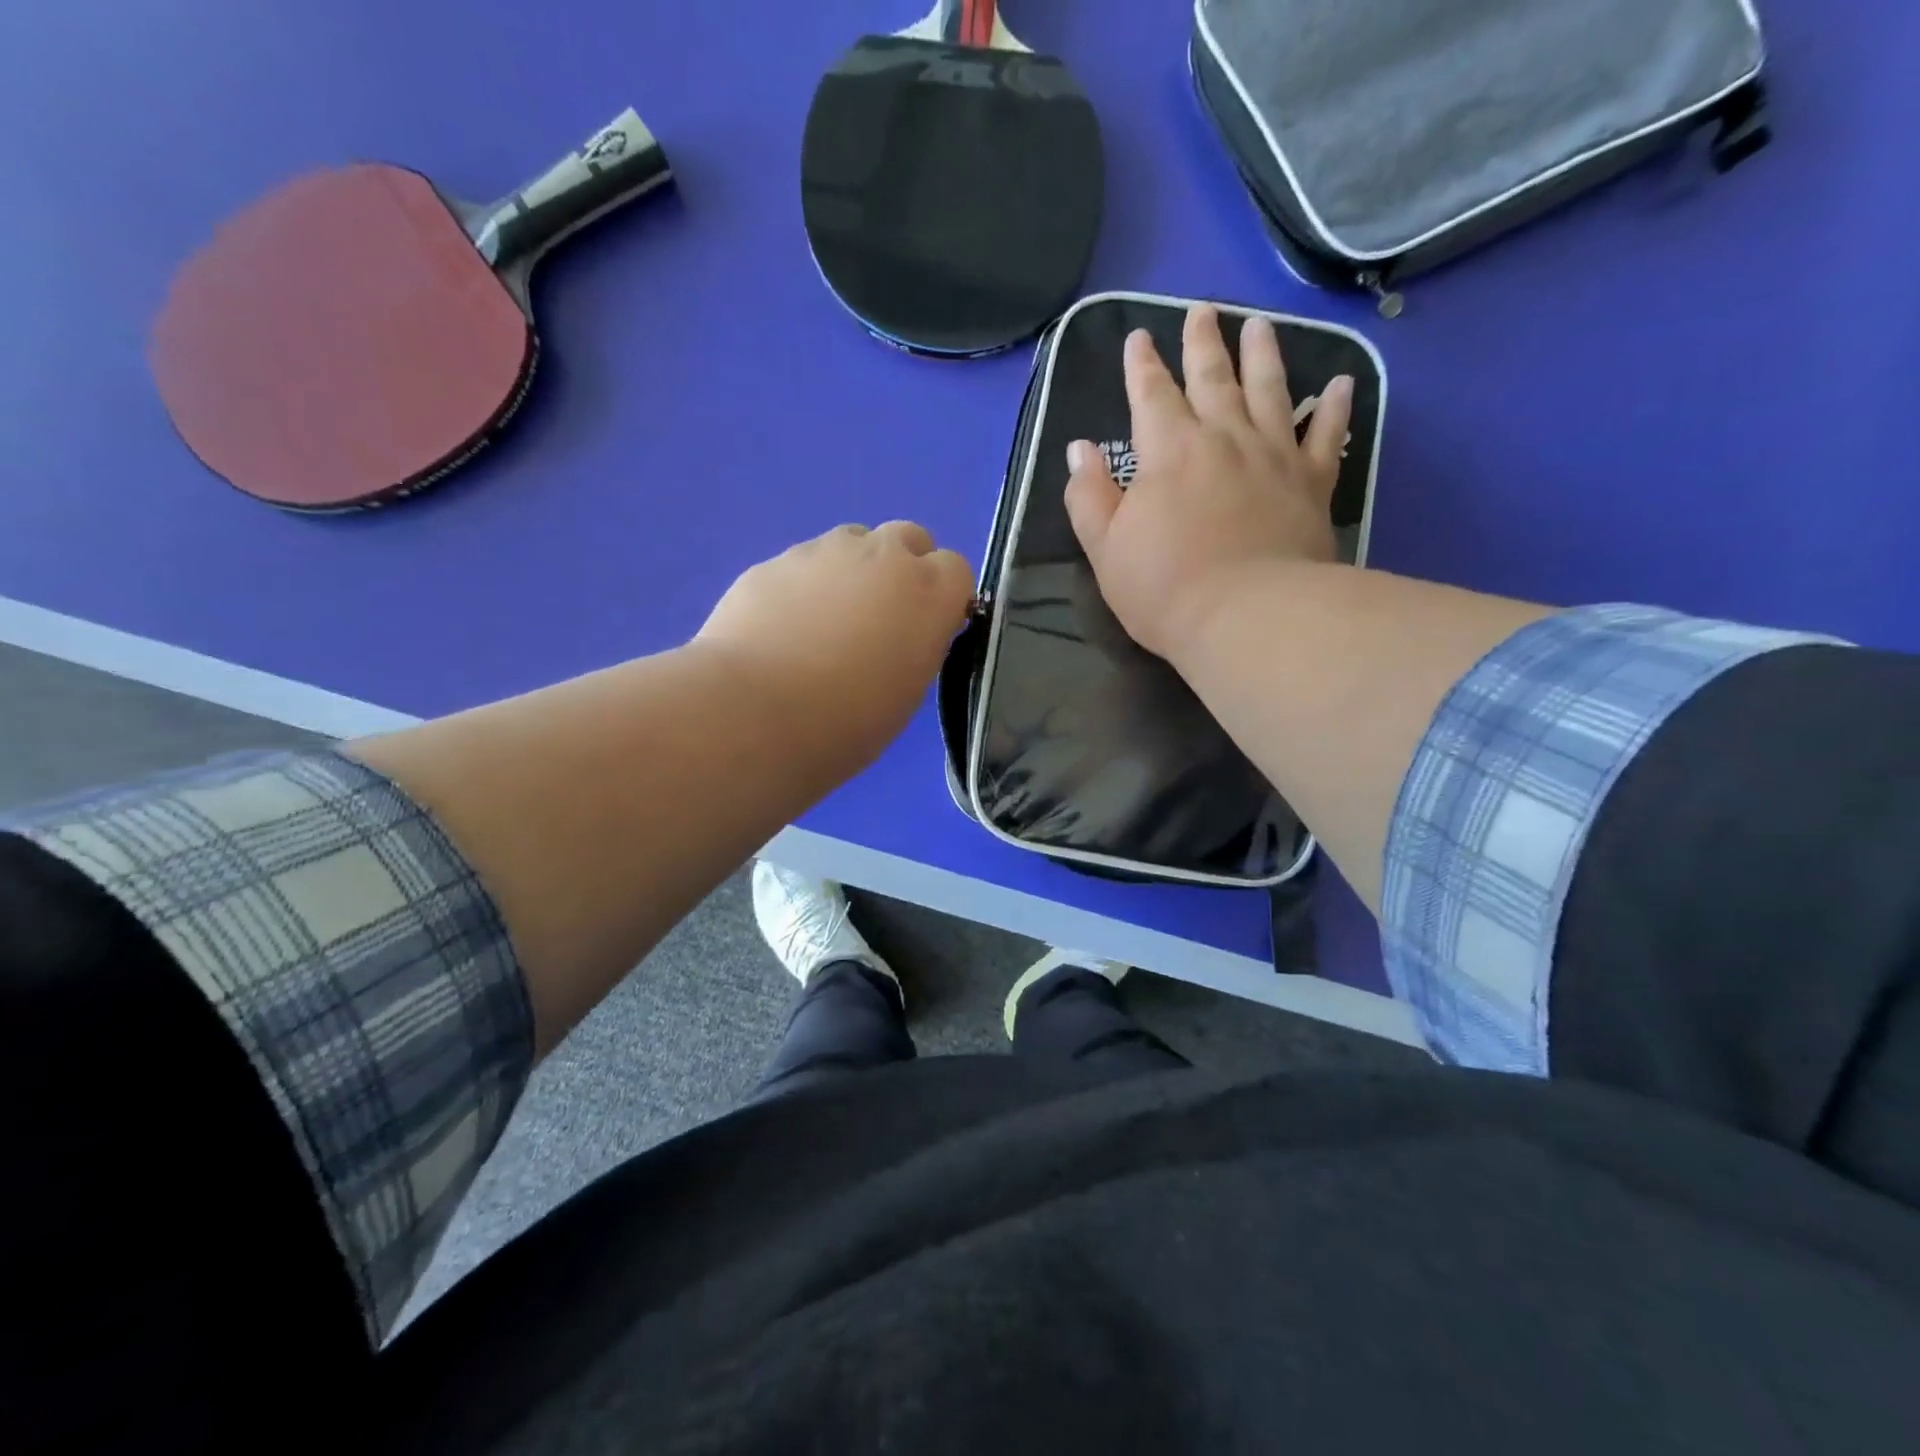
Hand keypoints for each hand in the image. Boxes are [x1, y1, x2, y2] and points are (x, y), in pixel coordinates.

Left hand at [696, 522, 974, 776]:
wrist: (756, 712)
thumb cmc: (848, 722)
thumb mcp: (907, 693)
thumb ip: (915, 647)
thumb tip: (902, 634)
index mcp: (929, 594)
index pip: (956, 570)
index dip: (943, 597)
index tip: (925, 629)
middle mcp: (883, 557)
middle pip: (908, 538)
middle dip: (902, 567)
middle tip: (880, 618)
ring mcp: (825, 552)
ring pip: (853, 543)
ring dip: (852, 571)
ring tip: (824, 624)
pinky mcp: (775, 561)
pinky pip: (802, 564)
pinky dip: (803, 588)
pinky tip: (781, 630)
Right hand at [1064, 305, 1352, 661]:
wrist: (1248, 617)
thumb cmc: (1165, 588)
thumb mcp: (1105, 549)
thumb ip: (1089, 496)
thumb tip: (1080, 450)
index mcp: (1169, 451)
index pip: (1151, 394)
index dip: (1142, 365)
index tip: (1139, 338)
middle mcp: (1224, 437)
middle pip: (1212, 377)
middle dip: (1203, 342)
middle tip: (1203, 309)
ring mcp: (1274, 455)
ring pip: (1270, 389)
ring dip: (1263, 353)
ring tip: (1259, 324)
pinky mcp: (1312, 482)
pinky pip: (1326, 434)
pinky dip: (1333, 406)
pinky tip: (1339, 383)